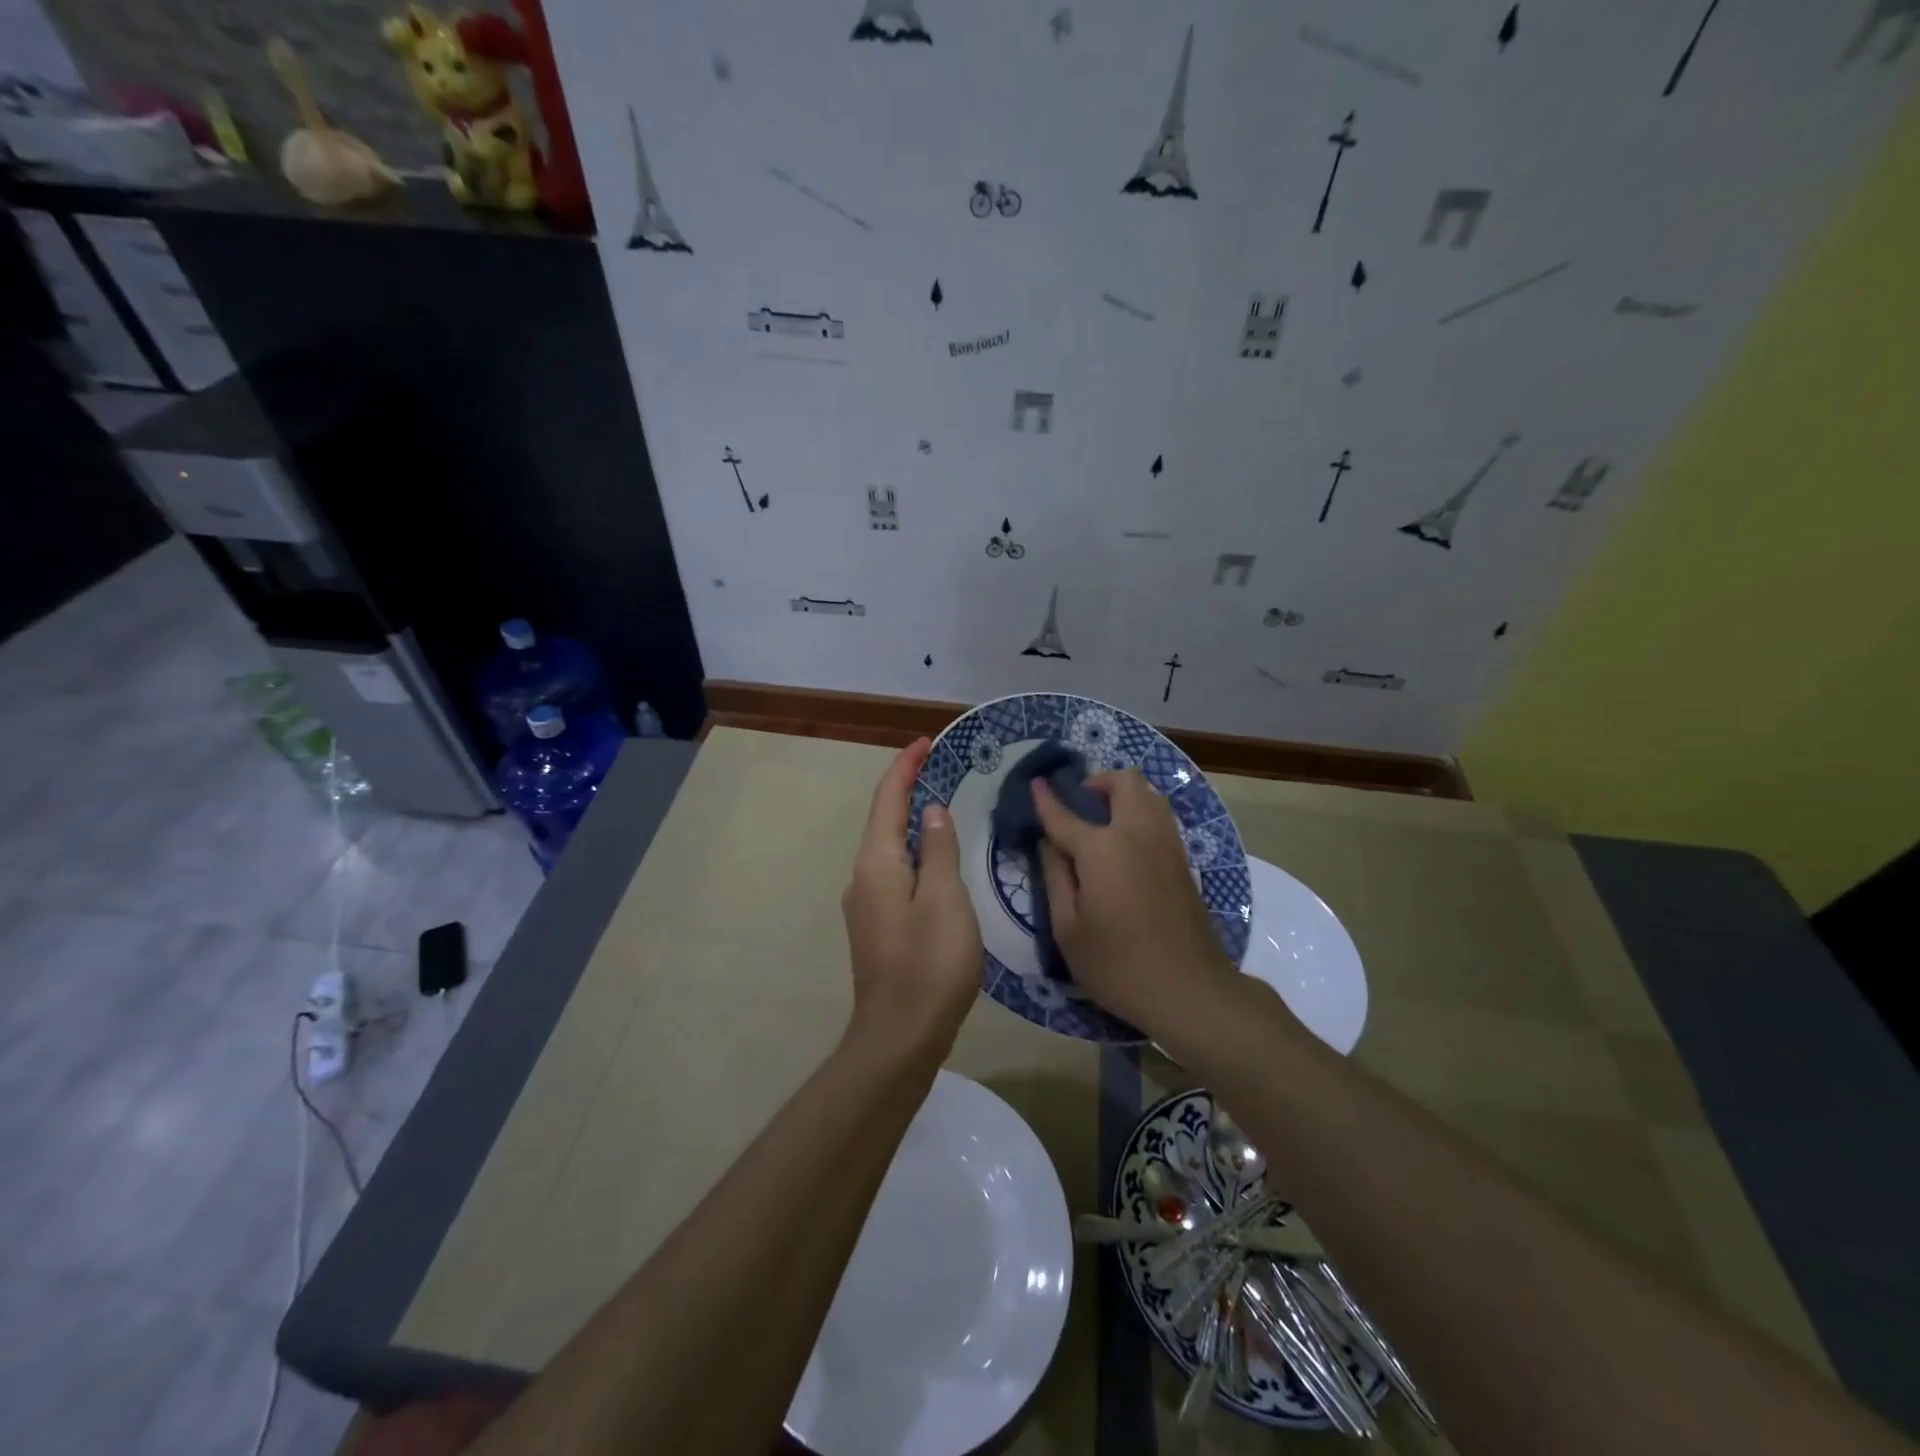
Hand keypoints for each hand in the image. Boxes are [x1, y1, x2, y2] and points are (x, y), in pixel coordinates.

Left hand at [841, 738, 981, 1060]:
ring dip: (912, 822)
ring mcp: (866, 904)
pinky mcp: (877, 926)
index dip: (904, 767)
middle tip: (940, 768)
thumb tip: (931, 811)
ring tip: (944, 807)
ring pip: (890, 848)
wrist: (900, 1036)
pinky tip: (937, 861)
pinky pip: (895, 873)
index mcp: (876, 863)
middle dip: (907, 789)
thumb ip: (939, 849)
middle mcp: (863, 877)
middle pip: (884, 820)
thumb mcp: (945, 899)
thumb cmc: (929, 963)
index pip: (887, 799)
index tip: (925, 742)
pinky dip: (915, 853)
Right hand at [1032, 767, 1237, 1033]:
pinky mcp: (1183, 861)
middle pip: (1124, 782)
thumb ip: (1055, 878)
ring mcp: (1167, 845)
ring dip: (1124, 794)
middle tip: (1079, 804)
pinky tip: (1125, 842)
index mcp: (1103, 849)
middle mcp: (1138, 834)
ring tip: (1102, 819)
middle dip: (1098, 781)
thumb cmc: (1118, 965)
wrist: (1191, 990)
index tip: (1034, 784)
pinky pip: (1161, 817)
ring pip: (1150, 793)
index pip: (1065, 815)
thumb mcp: (1068, 930)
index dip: (1046, 799)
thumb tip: (1048, 844)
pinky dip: (1141, 812)